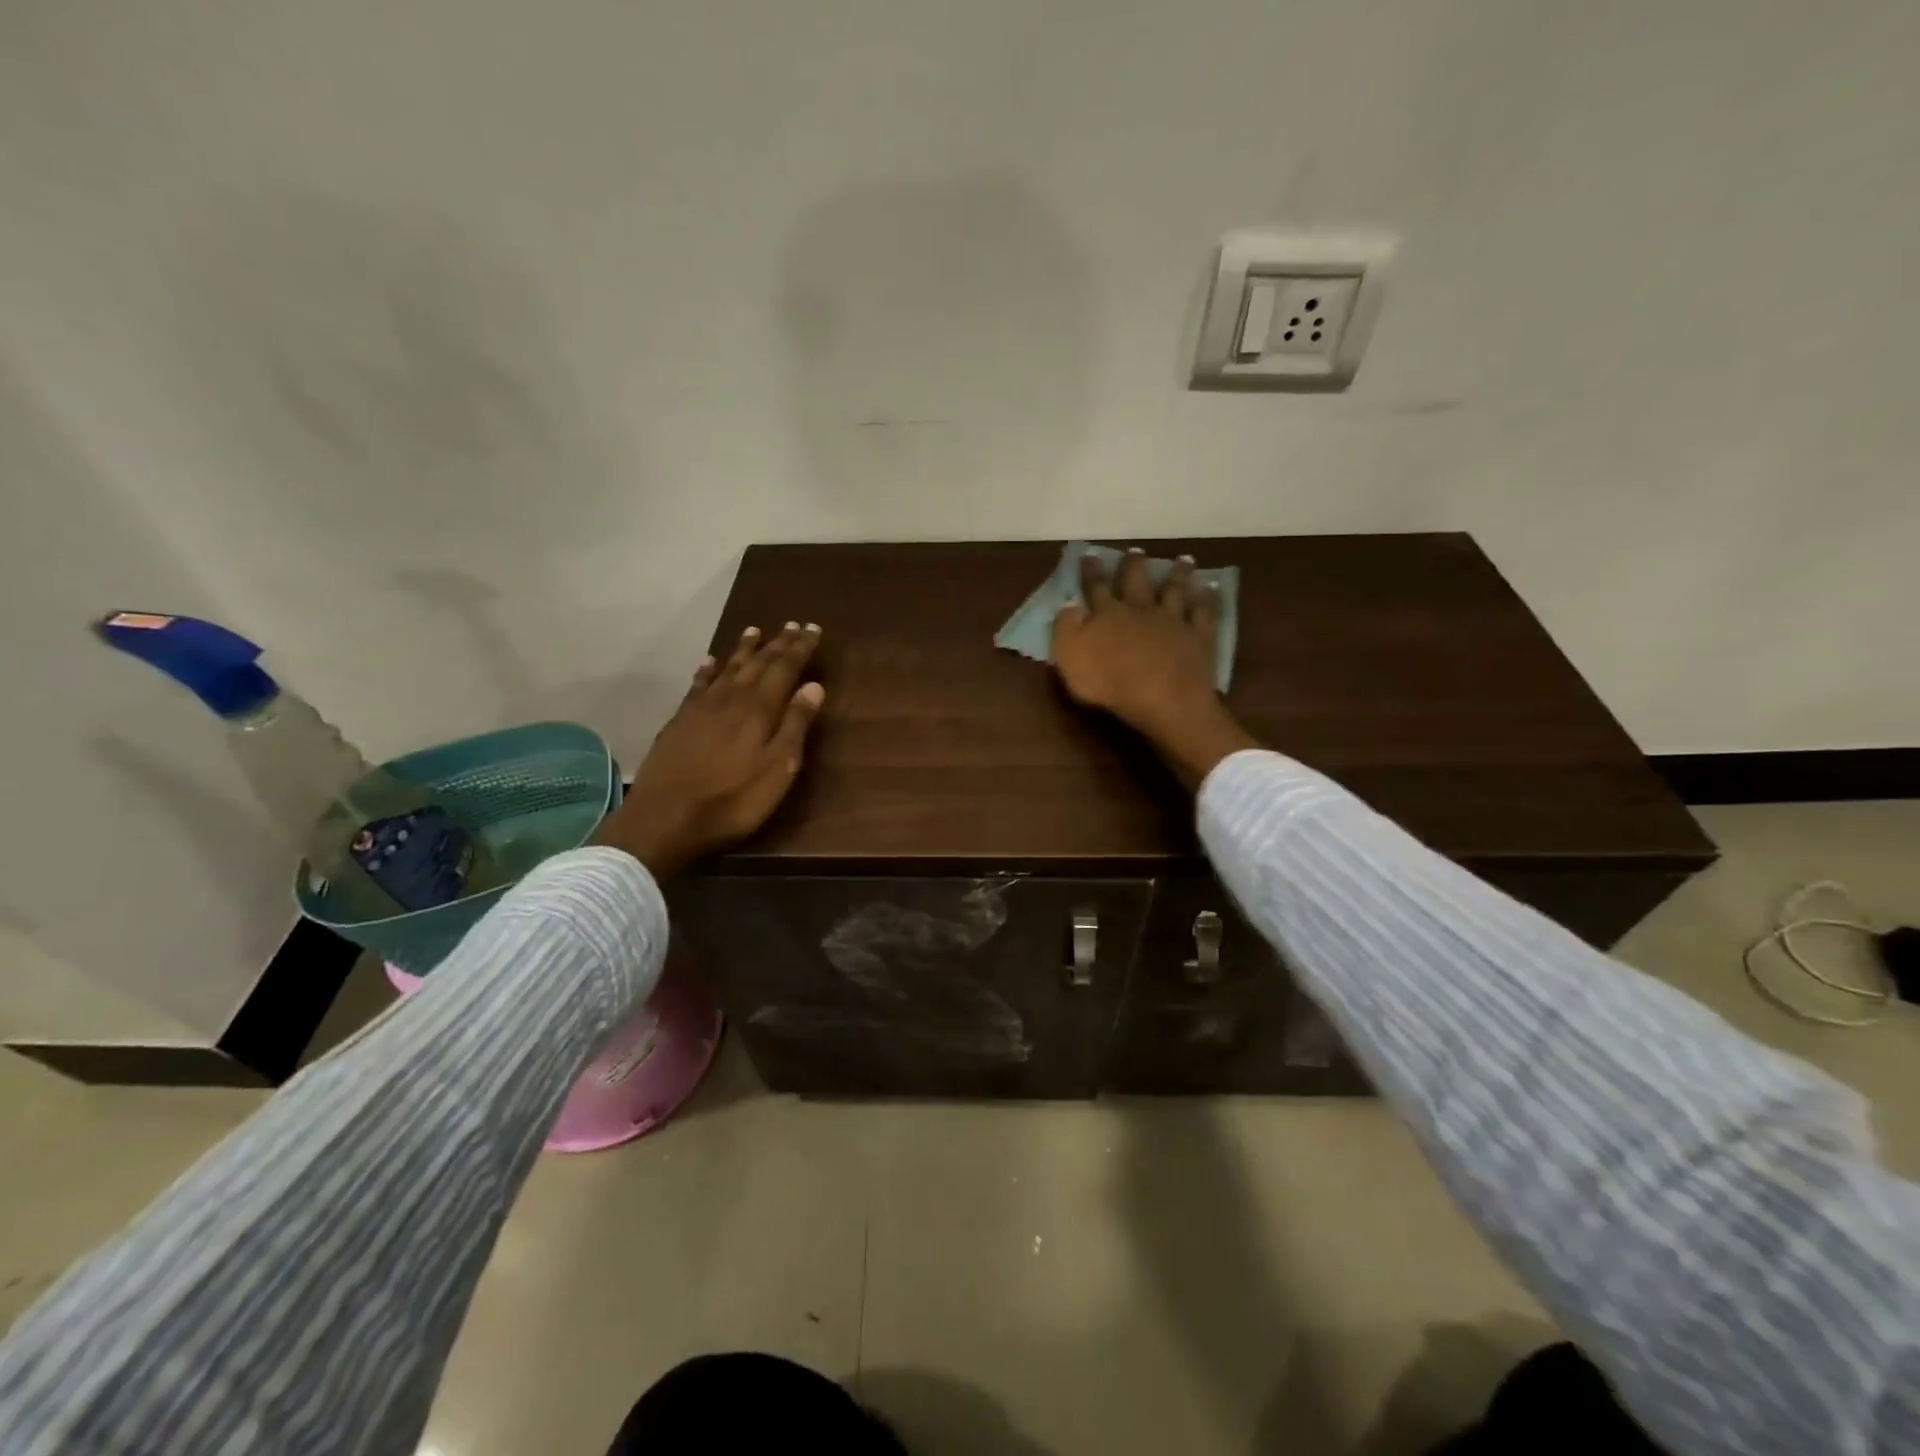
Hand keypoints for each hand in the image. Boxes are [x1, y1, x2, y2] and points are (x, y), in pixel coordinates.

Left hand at [595, 623, 824, 878]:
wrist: (666, 818)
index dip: (800, 648)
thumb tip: (814, 686)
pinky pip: (698, 684)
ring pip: (728, 668)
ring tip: (754, 631)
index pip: (785, 668)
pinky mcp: (680, 720)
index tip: (813, 629)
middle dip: (778, 644)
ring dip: (744, 649)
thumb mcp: (778, 768)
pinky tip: (709, 662)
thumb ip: (796, 725)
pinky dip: (707, 670)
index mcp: (759, 708)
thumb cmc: (733, 799)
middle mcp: (731, 698)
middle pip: (758, 663)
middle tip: (792, 625)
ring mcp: (701, 707)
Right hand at [1051, 549, 1255, 787]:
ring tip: (1183, 559)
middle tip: (1135, 550)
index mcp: (1107, 614)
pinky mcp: (1198, 637)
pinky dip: (1208, 598)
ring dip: (1178, 574)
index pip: (1096, 587)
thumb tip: (1068, 604)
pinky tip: (1211, 588)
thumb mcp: (1069, 657)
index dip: (1091, 571)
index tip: (1090, 554)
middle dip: (1134, 565)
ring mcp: (1173, 621)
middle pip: (1137, 582)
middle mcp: (1141, 609)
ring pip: (1175, 590)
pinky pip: (1204, 612)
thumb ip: (1065, 628)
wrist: (1162, 698)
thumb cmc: (1108, 682)